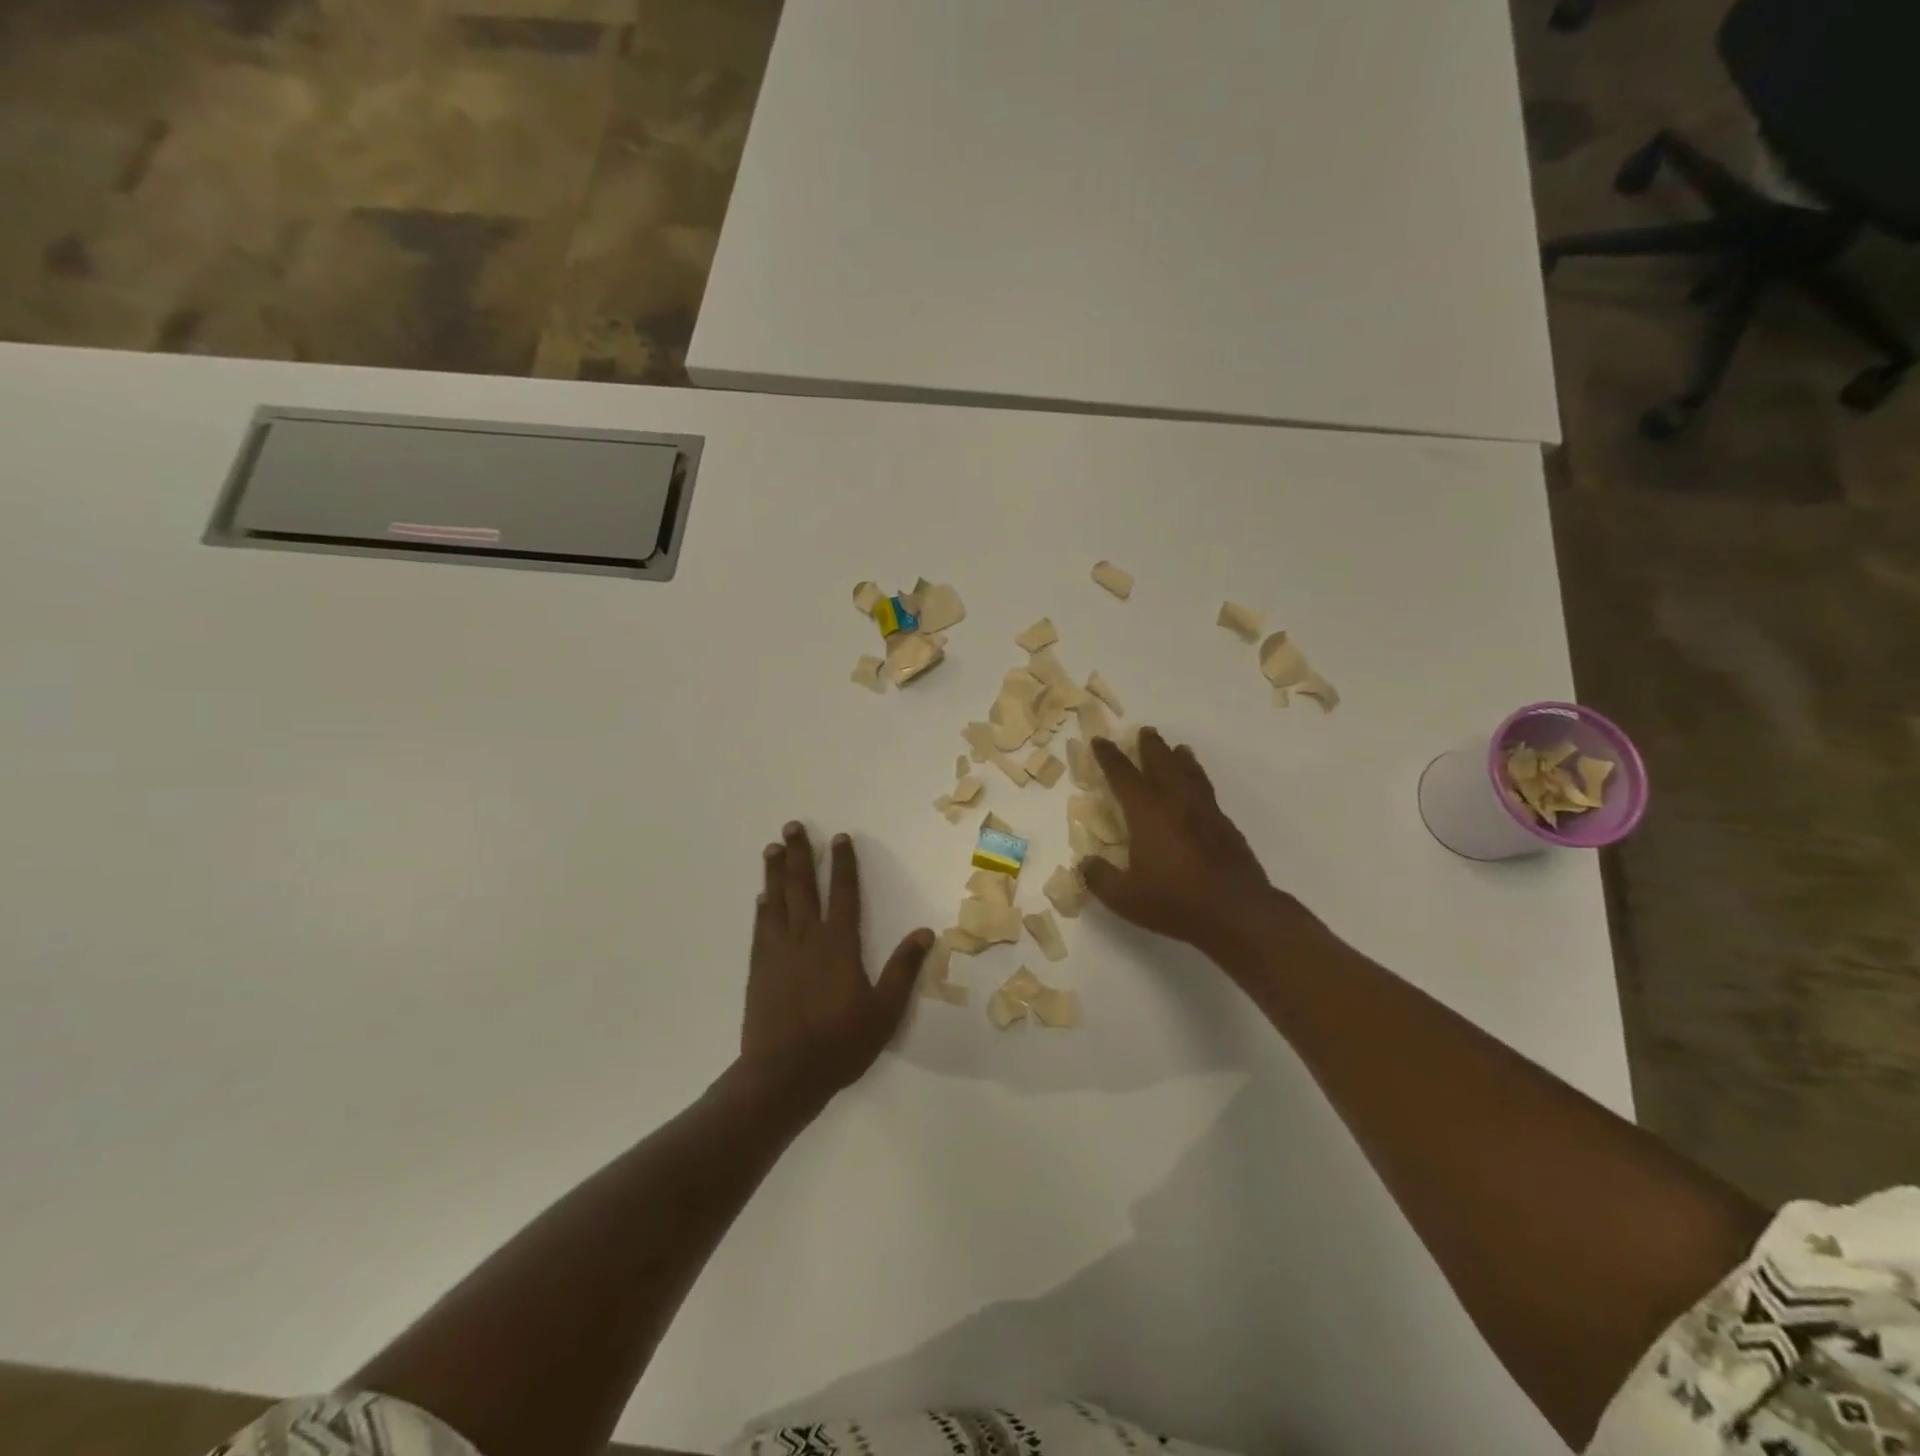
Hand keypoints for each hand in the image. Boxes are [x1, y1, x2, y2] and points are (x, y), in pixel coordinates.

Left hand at [742, 822, 933, 1105]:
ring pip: (777, 901)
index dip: (844, 864)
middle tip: (792, 827)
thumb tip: (925, 932)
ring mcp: (779, 951)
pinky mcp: (759, 968)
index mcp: (839, 944)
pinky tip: (762, 896)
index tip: (840, 838)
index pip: (844, 893)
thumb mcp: (885, 1010)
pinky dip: (762, 907)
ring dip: (776, 872)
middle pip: (803, 886)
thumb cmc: (840, 1043)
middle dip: (800, 854)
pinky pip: (761, 927)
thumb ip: (903, 969)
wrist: (783, 1075)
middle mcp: (807, 938)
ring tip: (772, 848)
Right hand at [1081, 729, 1293, 958]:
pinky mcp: (1227, 827)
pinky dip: (1199, 782)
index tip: (1100, 741)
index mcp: (1147, 812)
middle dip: (1151, 747)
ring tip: (1179, 749)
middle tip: (1146, 732)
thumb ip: (1100, 878)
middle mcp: (1176, 802)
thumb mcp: (1124, 897)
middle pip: (1162, 763)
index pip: (1123, 775)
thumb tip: (1086, 864)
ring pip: (1191, 774)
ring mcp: (1206, 812)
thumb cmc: (1174, 900)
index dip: (1109, 757)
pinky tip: (1200, 792)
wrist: (1236, 911)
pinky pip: (1208, 793)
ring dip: (1181, 758)